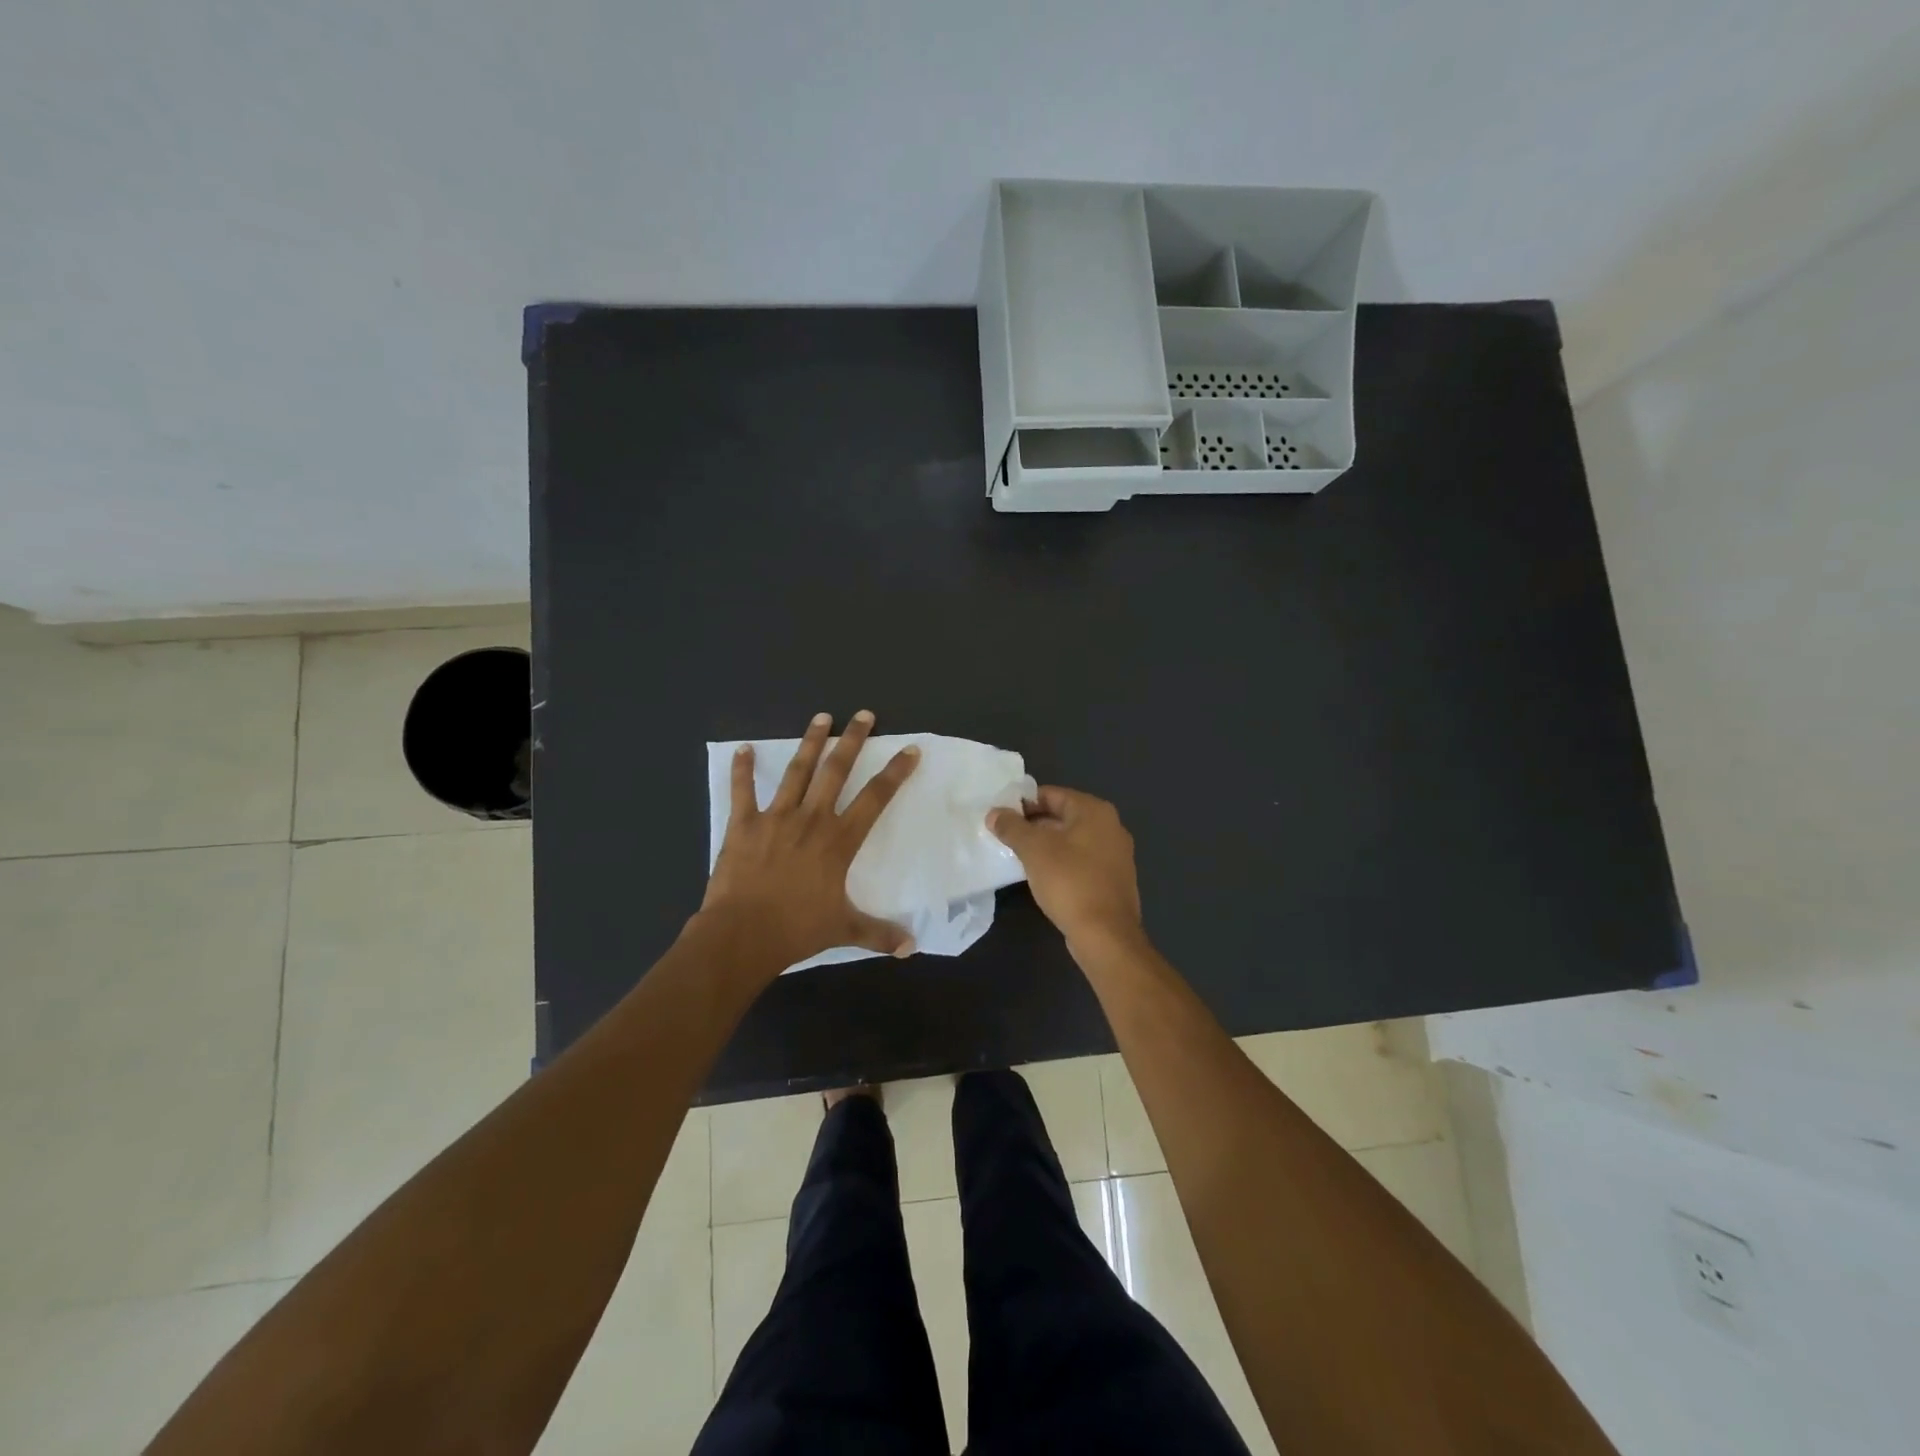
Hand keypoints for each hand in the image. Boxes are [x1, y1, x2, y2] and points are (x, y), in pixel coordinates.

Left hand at [699, 710, 919, 970]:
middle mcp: (811, 819)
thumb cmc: (796, 930)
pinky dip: (742, 769)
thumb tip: (911, 948)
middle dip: (852, 740)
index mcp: (839, 841)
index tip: (909, 750)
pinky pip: (743, 791)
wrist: (743, 935)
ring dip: (810, 742)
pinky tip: (742, 748)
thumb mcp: (844, 930)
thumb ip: (878, 934)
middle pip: (837, 771)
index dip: (895, 773)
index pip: (875, 798)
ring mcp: (776, 818)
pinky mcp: (744, 824)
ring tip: (821, 718)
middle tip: (864, 714)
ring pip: (797, 771)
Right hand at [988, 786, 1143, 952]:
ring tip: (1018, 856)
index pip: (1051, 794)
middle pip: (1063, 815)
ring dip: (1046, 845)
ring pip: (1072, 840)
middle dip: (1033, 824)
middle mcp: (1110, 826)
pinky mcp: (1113, 879)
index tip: (1000, 816)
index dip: (1023, 803)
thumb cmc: (1069, 882)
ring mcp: (1116, 854)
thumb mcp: (1033, 850)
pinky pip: (1081, 860)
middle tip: (1004, 836)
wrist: (1105, 935)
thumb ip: (1012, 827)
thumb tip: (994, 813)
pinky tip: (1042, 876)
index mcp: (1095, 811)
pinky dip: (1061, 862)